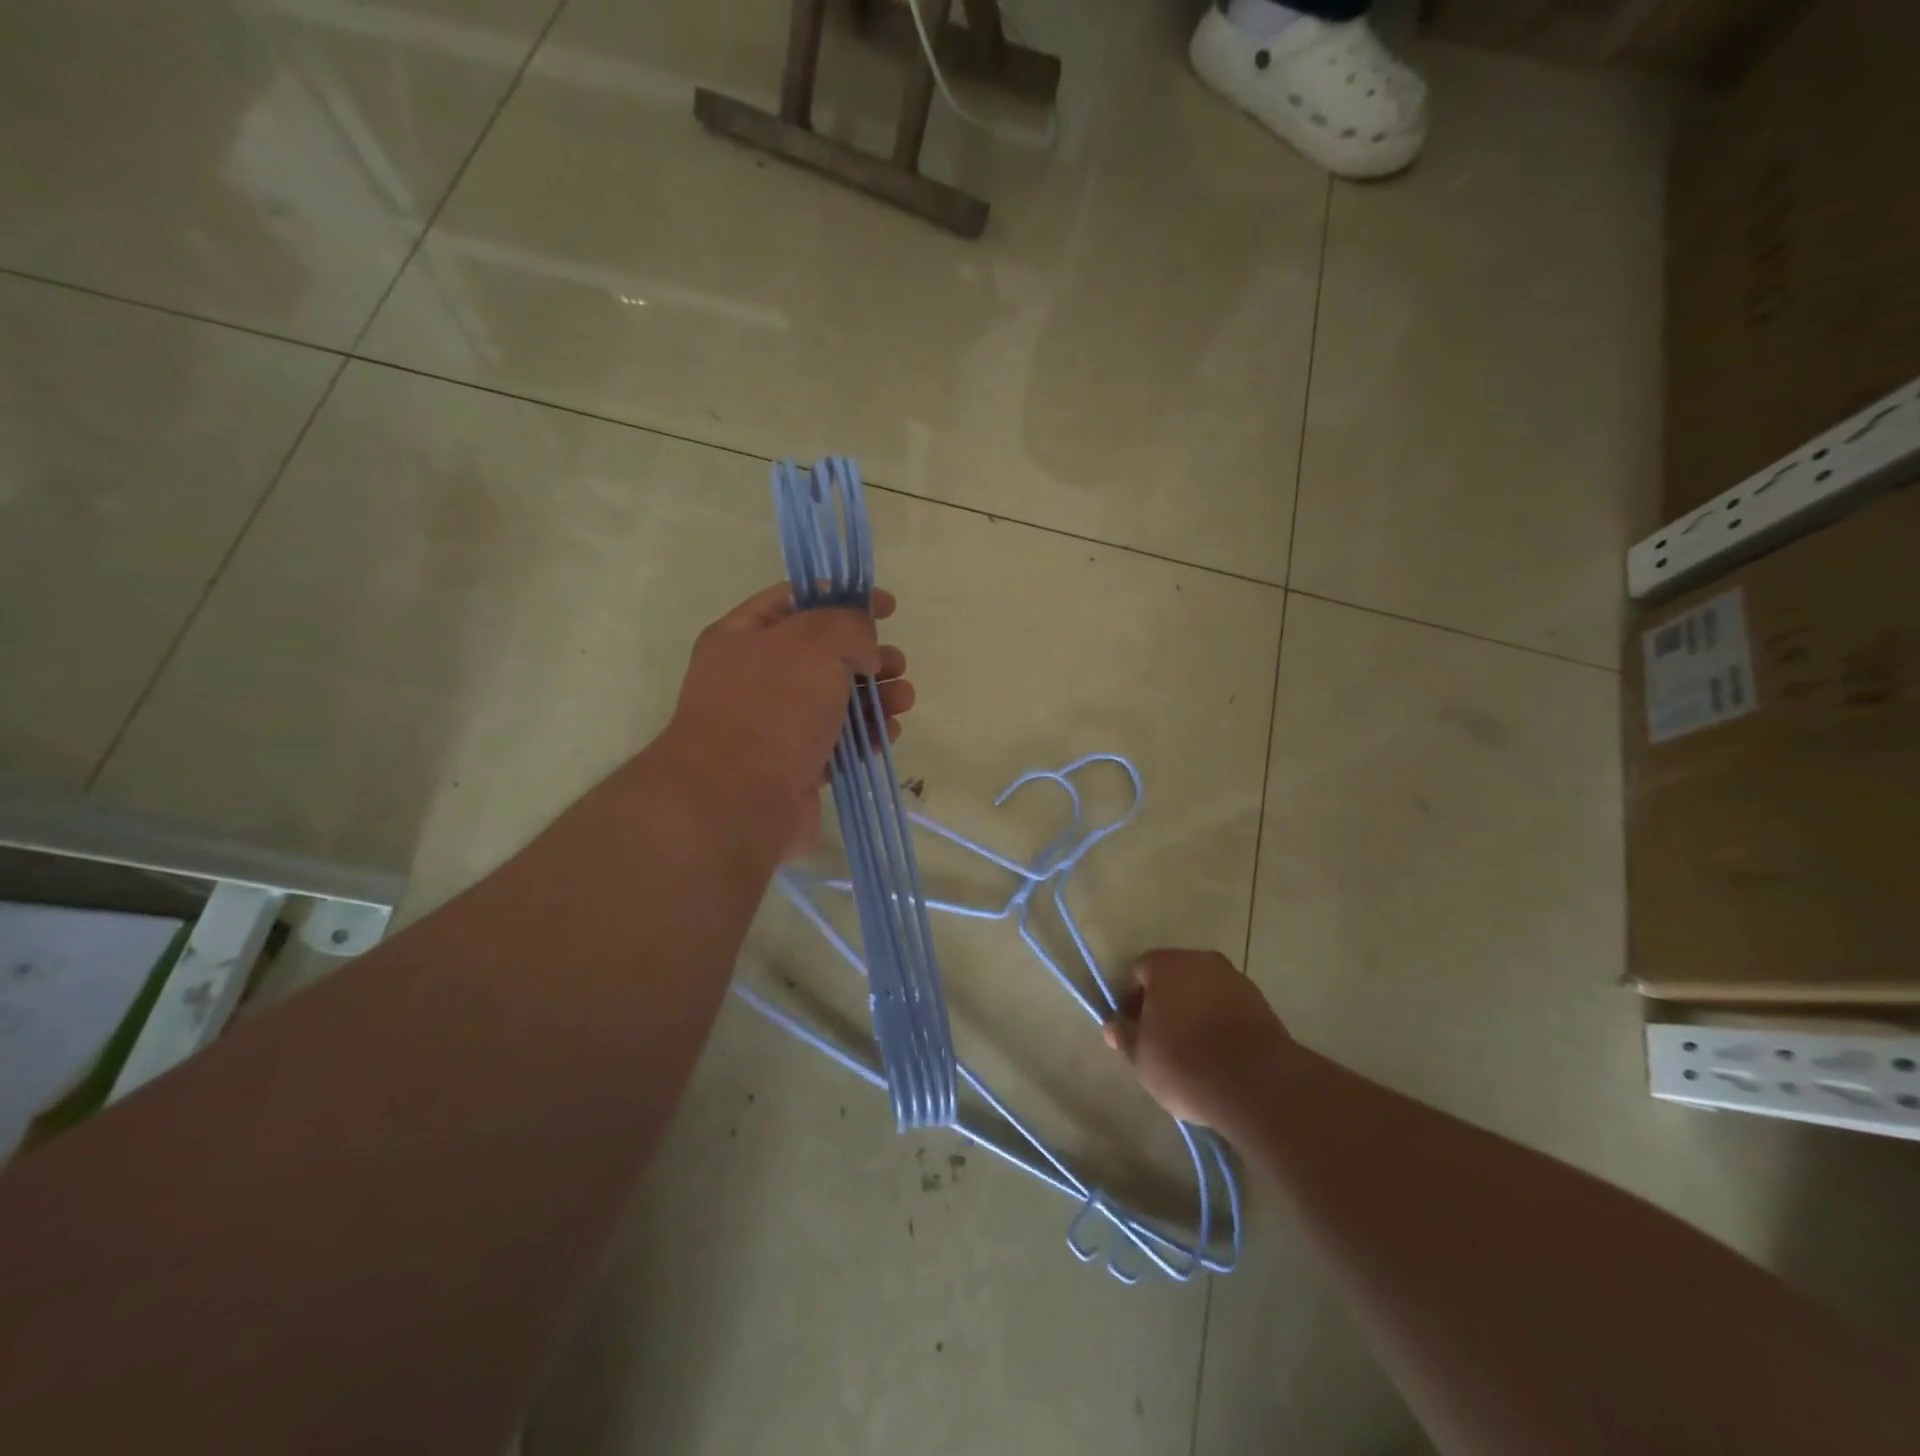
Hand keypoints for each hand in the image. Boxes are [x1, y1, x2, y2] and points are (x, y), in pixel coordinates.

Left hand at [654, 584, 913, 860]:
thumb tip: (865, 650)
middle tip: (895, 664)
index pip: (797, 600)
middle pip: (823, 653)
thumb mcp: (816, 643)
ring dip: (875, 696)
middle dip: (868, 655)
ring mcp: (774, 724)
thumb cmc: (773, 708)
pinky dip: (865, 735)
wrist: (737, 802)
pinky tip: (887, 735)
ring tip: (903, 701)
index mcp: (744, 636)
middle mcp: (756, 677)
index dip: (843, 596)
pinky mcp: (794, 765)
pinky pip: (837, 740)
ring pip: (836, 699)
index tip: (887, 607)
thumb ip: (849, 626)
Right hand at [1102, 948, 1290, 1129]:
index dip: (1131, 1001)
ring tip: (1192, 1049)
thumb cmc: (1185, 1064)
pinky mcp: (1261, 1001)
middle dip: (1164, 1002)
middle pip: (1173, 977)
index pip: (1138, 973)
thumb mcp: (1142, 1059)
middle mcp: (1200, 960)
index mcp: (1164, 965)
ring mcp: (1234, 978)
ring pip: (1203, 990)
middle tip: (1159, 1038)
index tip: (1132, 1030)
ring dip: (1194, 1010)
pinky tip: (1218, 1052)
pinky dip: (1219, 1020)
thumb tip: (1114, 1027)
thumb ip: (1125, 1037)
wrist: (1257, 1083)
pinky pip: (1228, 1005)